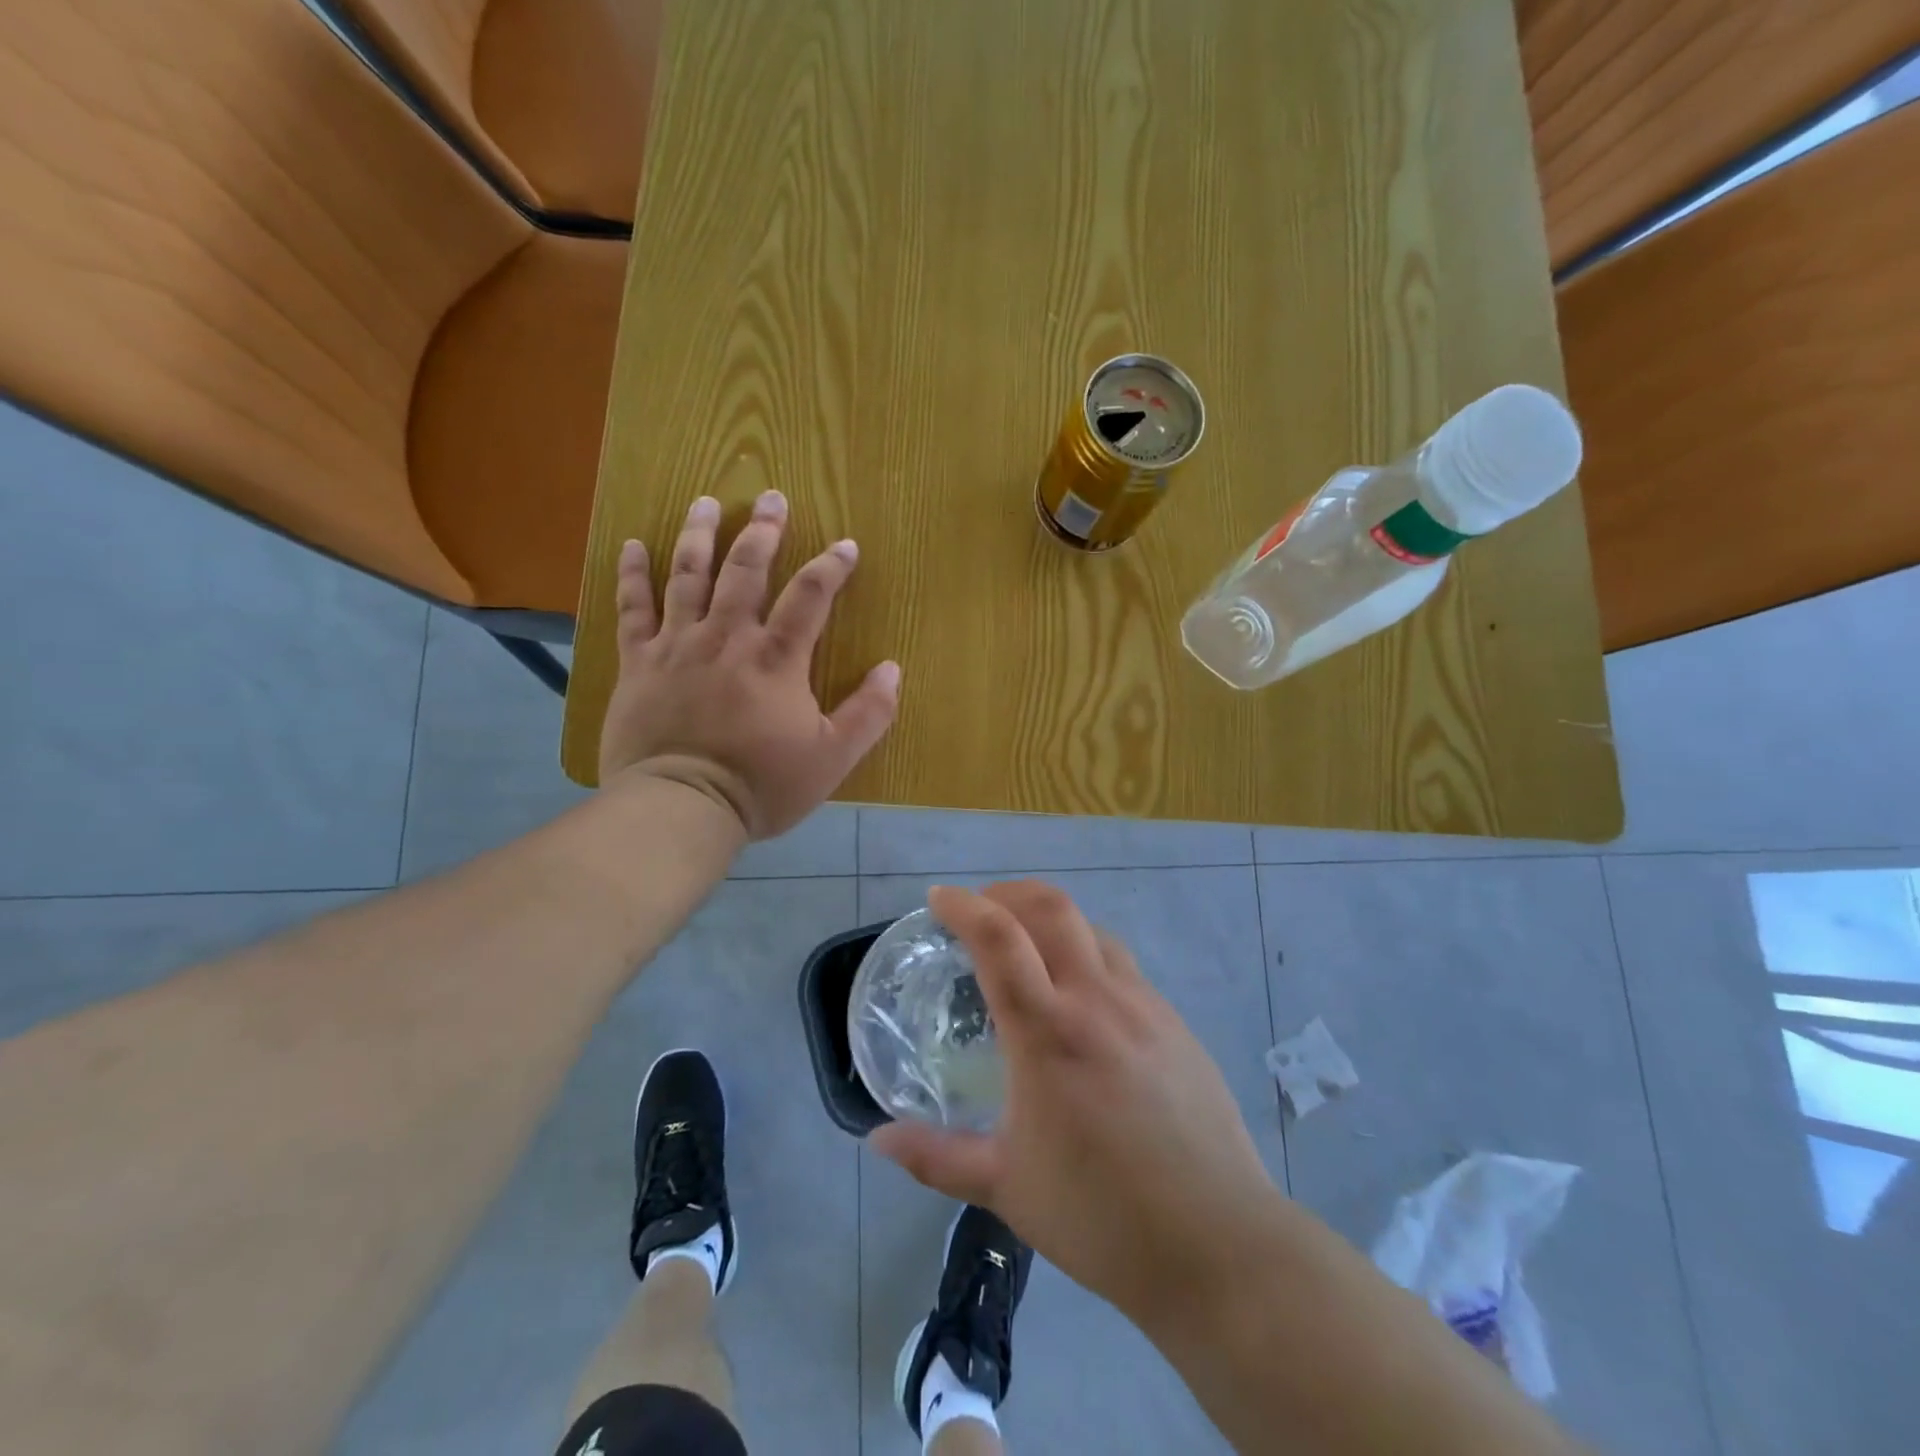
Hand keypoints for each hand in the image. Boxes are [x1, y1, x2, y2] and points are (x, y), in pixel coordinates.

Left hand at [597, 491, 899, 837]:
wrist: (681, 807)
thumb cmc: (762, 785)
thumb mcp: (832, 757)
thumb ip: (869, 713)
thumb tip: (892, 669)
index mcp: (776, 658)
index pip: (810, 596)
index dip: (831, 566)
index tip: (846, 545)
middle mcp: (727, 637)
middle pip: (745, 569)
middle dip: (763, 530)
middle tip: (771, 496)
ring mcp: (678, 645)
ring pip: (688, 575)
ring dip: (700, 533)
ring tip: (706, 501)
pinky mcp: (639, 662)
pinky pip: (633, 608)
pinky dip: (634, 575)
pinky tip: (634, 544)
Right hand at [870, 883, 1280, 1323]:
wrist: (1219, 1243)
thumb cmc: (1101, 1215)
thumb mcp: (1007, 1186)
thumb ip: (936, 1157)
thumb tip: (877, 1140)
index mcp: (1047, 1032)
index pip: (998, 938)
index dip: (963, 905)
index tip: (938, 898)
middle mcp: (1096, 1000)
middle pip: (1051, 908)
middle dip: (1008, 892)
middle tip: (980, 908)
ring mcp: (1143, 1005)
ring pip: (1091, 928)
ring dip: (1050, 918)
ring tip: (1027, 945)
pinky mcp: (1174, 1022)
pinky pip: (1121, 963)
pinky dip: (1086, 952)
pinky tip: (1080, 997)